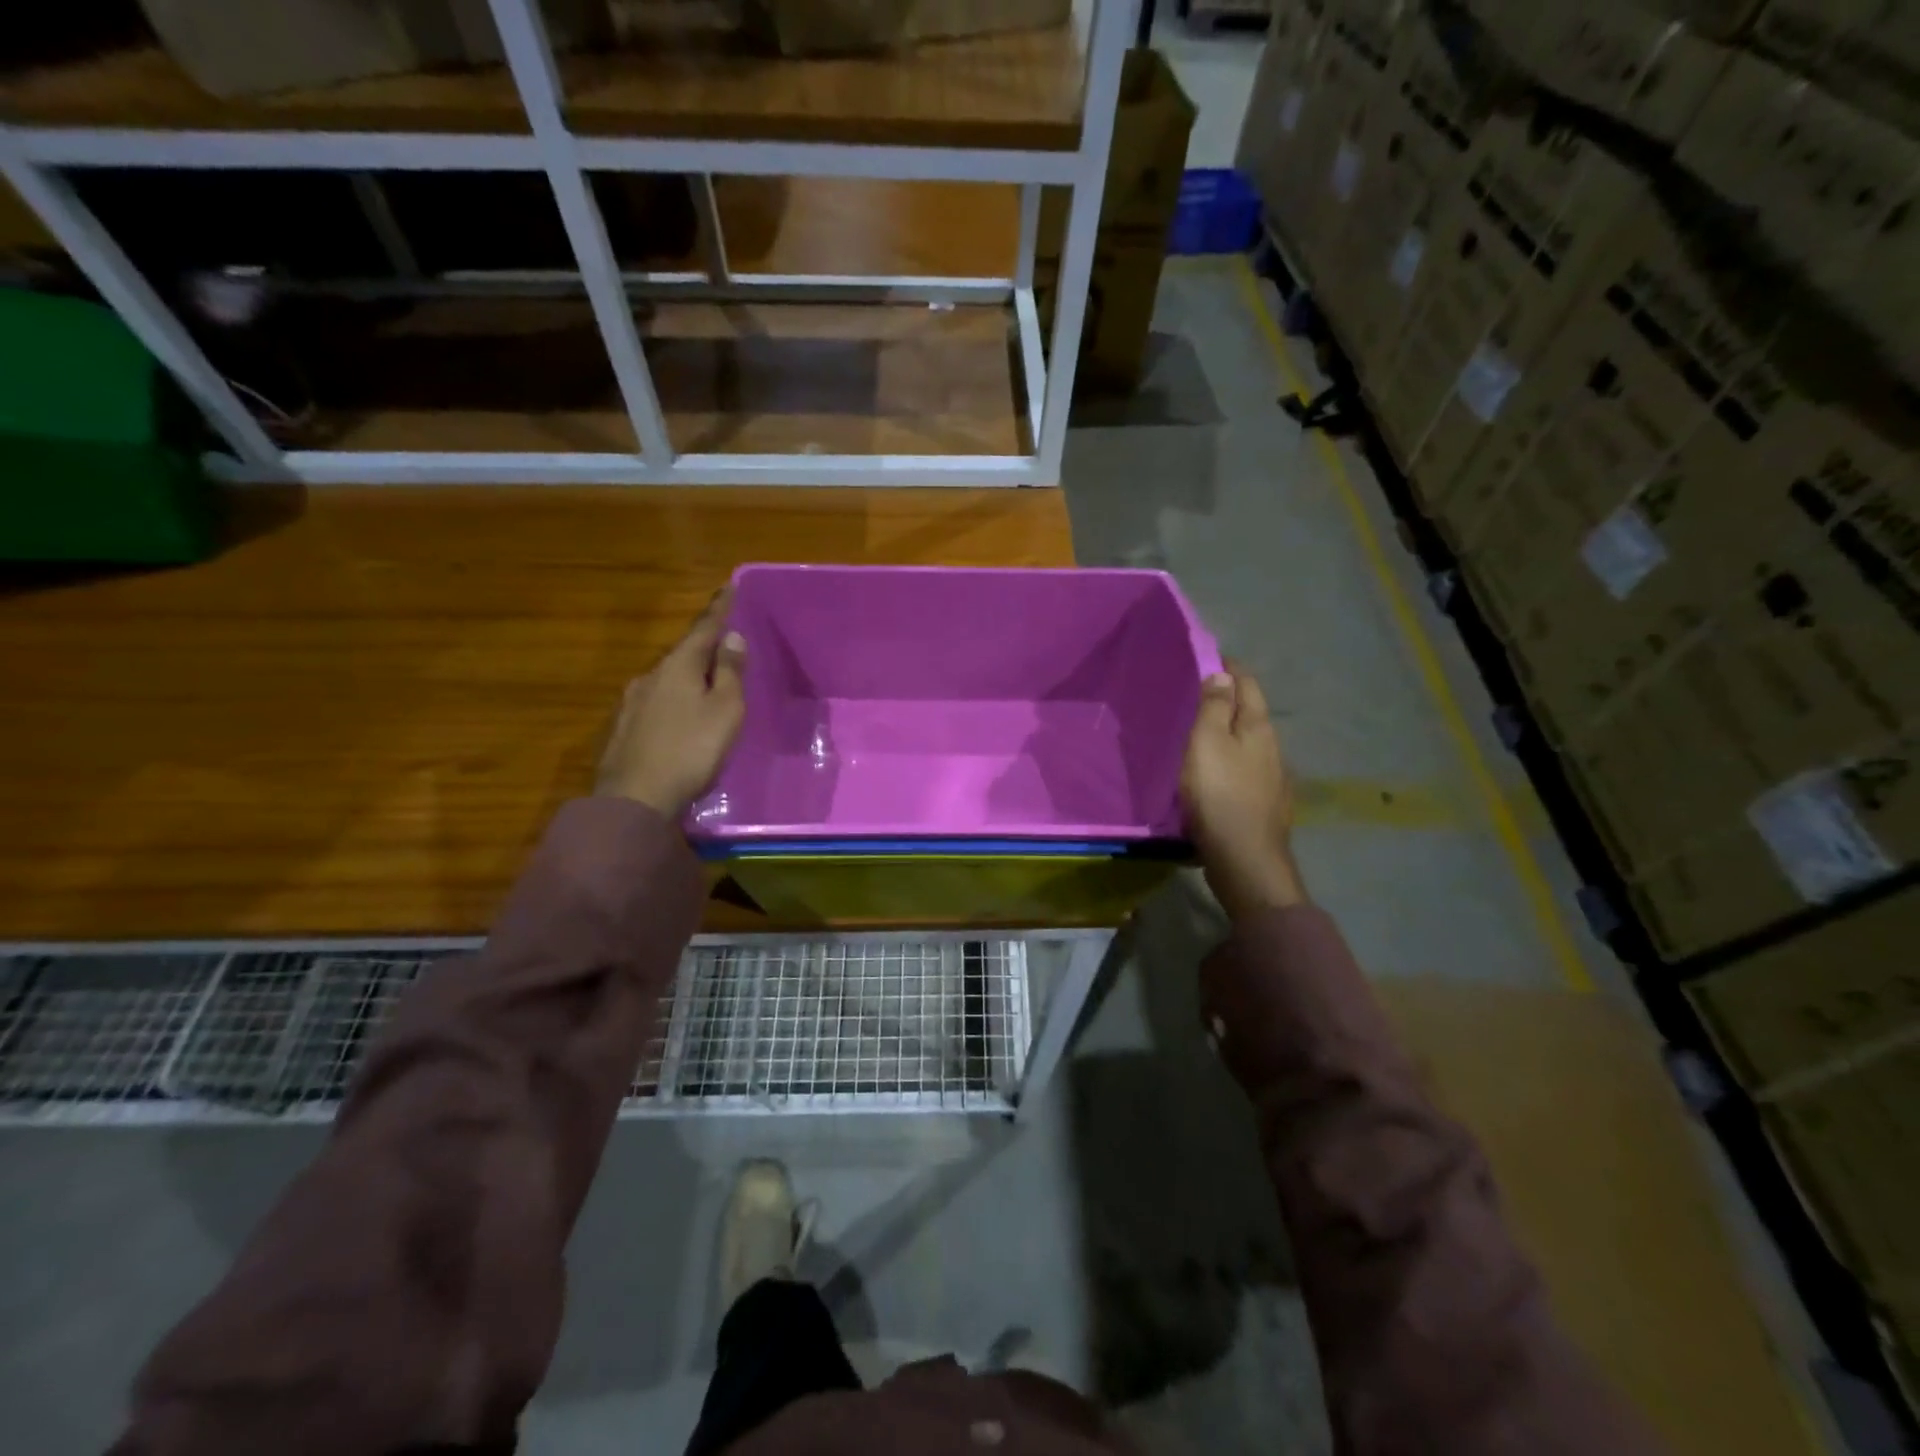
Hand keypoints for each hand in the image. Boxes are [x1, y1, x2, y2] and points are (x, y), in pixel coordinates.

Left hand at [595, 590, 747, 817]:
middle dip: (703, 650)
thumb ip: (730, 673)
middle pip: (682, 655)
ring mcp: (632, 703)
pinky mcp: (624, 729)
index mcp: (678, 666)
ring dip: (688, 679)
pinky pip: (656, 704)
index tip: (729, 586)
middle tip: (724, 649)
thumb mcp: (725, 710)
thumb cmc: (691, 750)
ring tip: (706, 690)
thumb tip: (732, 637)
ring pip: (667, 681)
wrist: (635, 798)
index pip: (703, 629)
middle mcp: (650, 676)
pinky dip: (674, 703)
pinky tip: (680, 720)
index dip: (719, 609)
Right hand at [1181, 664, 1307, 919]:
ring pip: (1250, 743)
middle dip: (1229, 699)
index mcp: (1258, 727)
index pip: (1247, 684)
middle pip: (1251, 713)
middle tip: (1197, 693)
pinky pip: (1246, 769)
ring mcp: (1272, 778)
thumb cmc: (1220, 794)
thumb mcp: (1207, 743)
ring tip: (1202, 732)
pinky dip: (1231, 760)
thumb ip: (1214, 707)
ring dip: (1229, 732)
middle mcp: (1272, 747)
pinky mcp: (1264, 804)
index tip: (1209, 657)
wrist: (1244, 859)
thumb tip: (1224, 673)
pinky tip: (1217, 771)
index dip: (1229, 668)